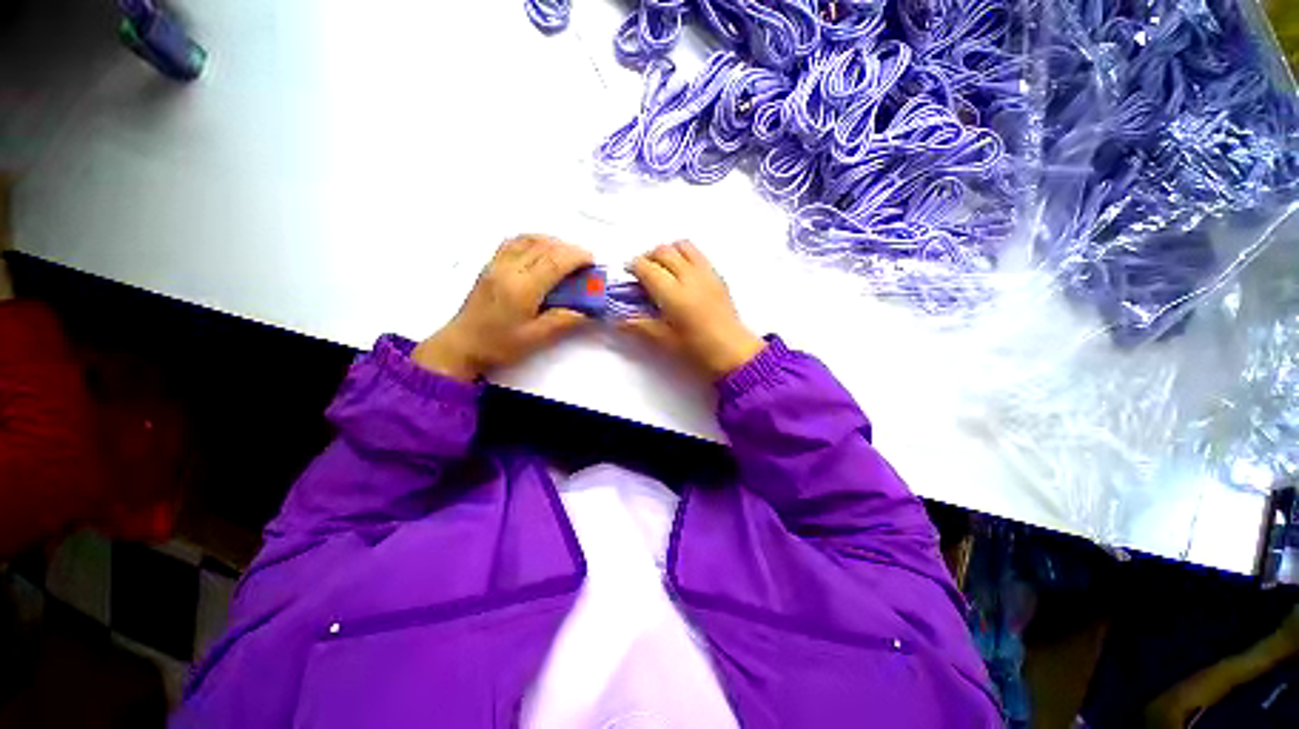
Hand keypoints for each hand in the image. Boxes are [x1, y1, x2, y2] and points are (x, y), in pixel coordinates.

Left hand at [412, 235, 592, 380]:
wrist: (462, 344)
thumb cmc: (500, 344)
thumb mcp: (536, 338)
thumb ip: (563, 320)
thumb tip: (587, 311)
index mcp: (522, 288)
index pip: (555, 261)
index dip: (577, 257)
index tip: (592, 262)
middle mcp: (508, 269)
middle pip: (544, 246)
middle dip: (569, 249)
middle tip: (584, 262)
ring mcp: (496, 263)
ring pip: (529, 239)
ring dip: (552, 242)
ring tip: (567, 256)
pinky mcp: (490, 264)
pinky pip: (514, 241)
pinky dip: (534, 240)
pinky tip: (542, 251)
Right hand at [621, 241, 764, 379]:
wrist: (732, 351)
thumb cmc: (697, 349)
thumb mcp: (664, 340)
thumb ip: (640, 325)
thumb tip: (619, 319)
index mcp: (673, 294)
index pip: (647, 267)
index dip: (634, 266)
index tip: (629, 272)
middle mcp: (689, 277)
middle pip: (663, 251)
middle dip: (648, 256)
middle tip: (642, 271)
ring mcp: (705, 273)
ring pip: (682, 246)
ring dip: (667, 251)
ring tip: (662, 267)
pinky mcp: (717, 276)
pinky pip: (697, 254)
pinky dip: (684, 255)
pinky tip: (682, 273)